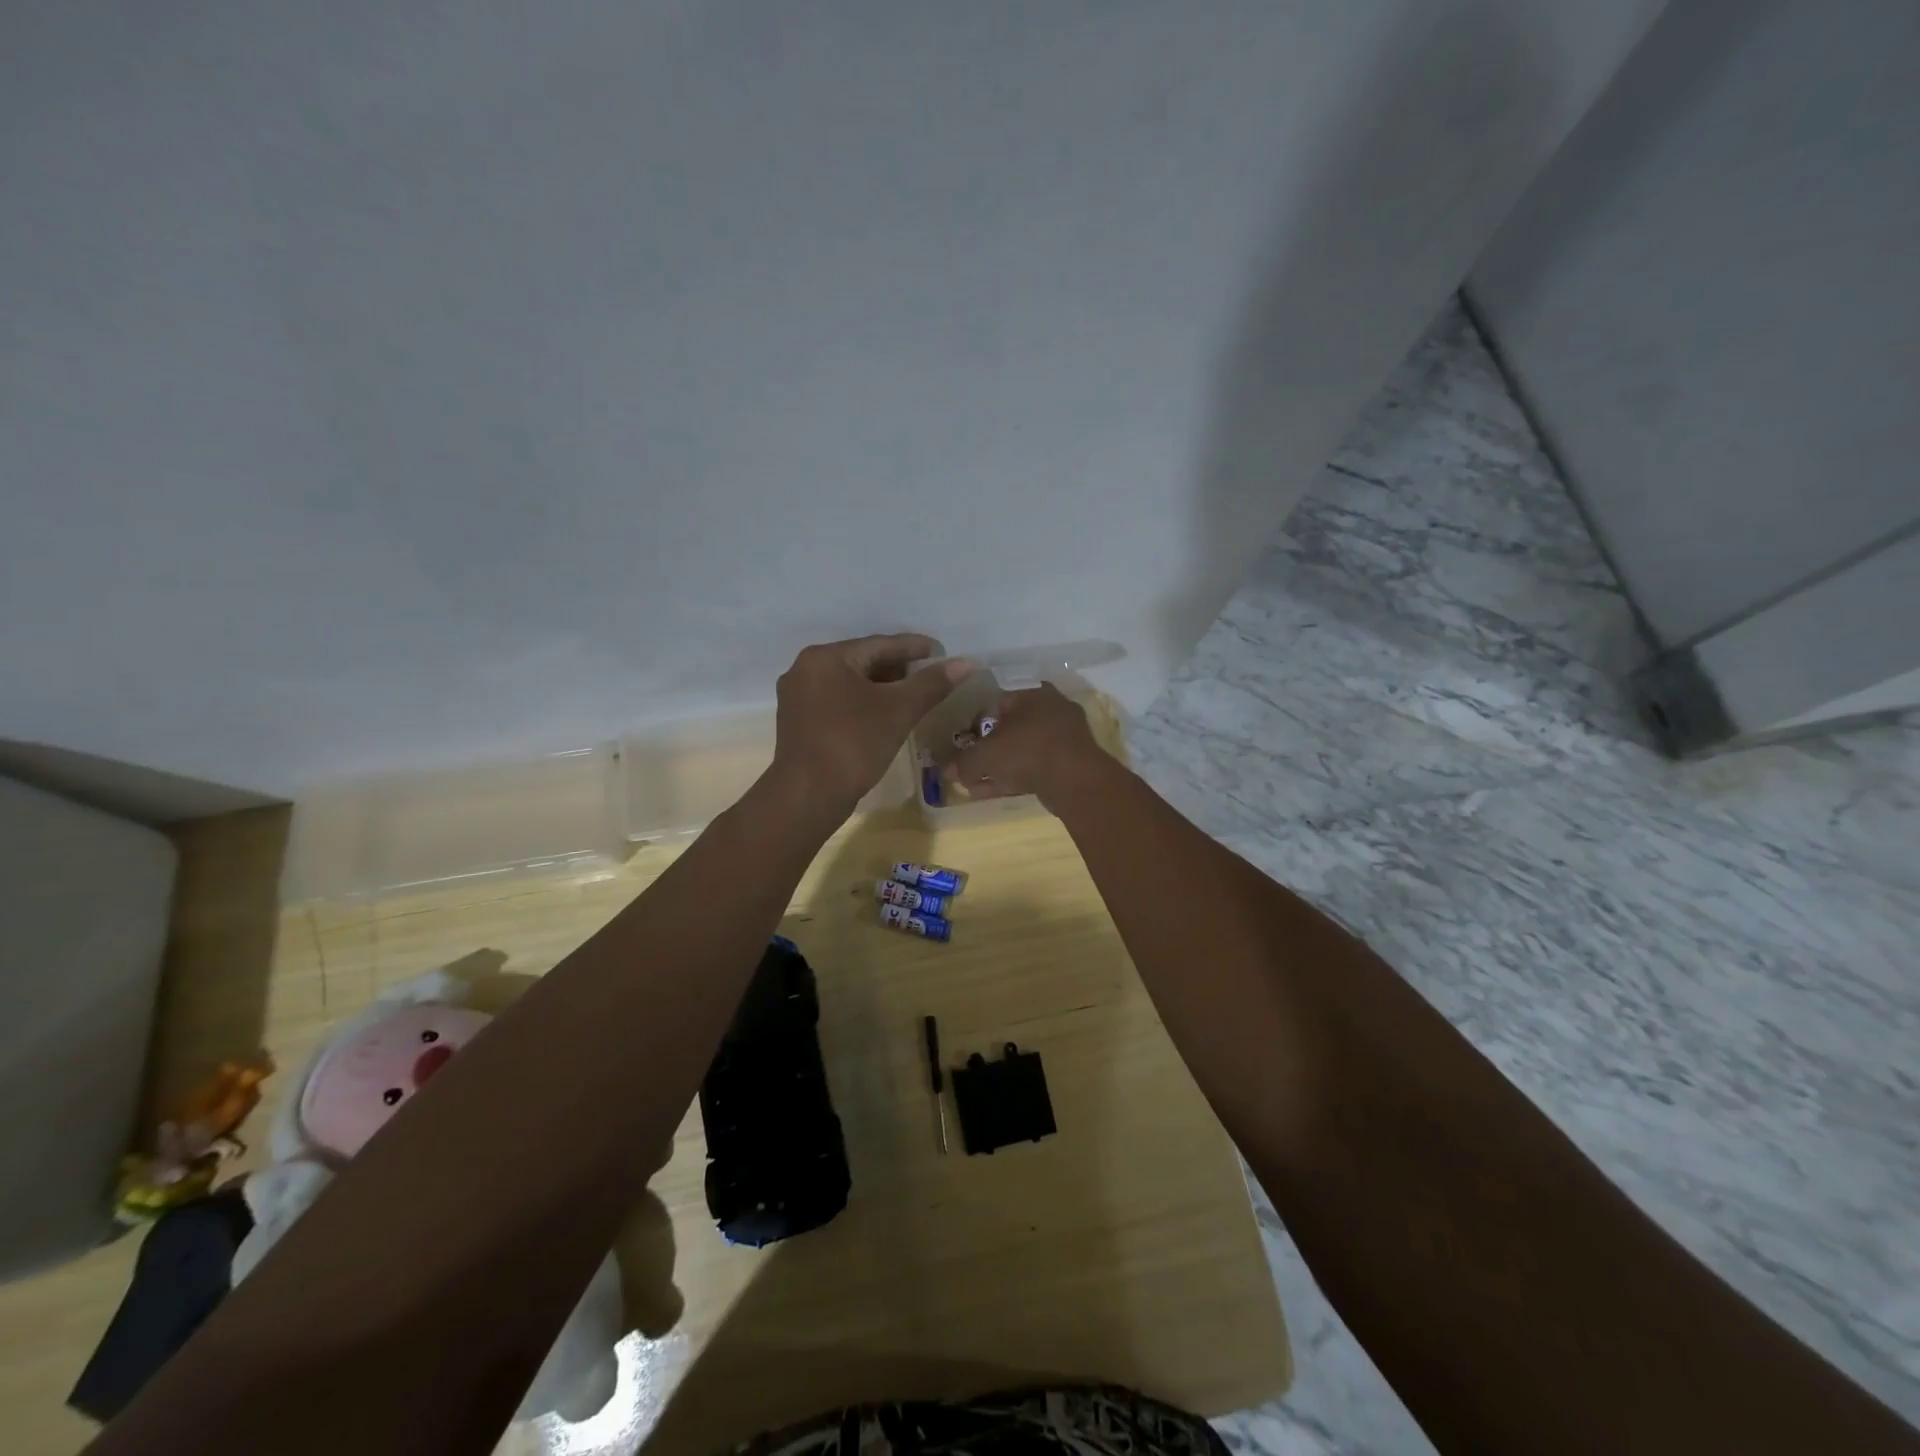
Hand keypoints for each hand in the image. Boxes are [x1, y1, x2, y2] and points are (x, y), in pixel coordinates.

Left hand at [771, 634, 967, 818]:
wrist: (808, 796)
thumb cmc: (853, 744)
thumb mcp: (898, 711)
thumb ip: (931, 684)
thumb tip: (964, 664)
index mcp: (825, 657)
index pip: (879, 645)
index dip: (914, 648)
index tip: (940, 651)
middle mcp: (805, 670)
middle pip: (862, 662)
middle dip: (899, 669)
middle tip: (930, 676)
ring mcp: (798, 698)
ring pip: (850, 684)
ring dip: (882, 688)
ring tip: (914, 695)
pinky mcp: (799, 723)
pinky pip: (838, 702)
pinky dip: (864, 705)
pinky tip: (886, 716)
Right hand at [945, 683, 1108, 810]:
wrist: (1075, 780)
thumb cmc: (1026, 751)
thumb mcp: (985, 756)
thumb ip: (964, 763)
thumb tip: (947, 771)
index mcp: (1032, 693)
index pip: (995, 702)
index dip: (974, 724)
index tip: (964, 743)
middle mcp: (1051, 708)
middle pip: (1010, 728)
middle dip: (988, 750)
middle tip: (970, 766)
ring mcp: (1065, 736)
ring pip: (1023, 750)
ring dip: (999, 767)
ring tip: (976, 785)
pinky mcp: (1071, 762)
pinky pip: (1036, 766)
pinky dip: (1015, 777)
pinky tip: (994, 791)